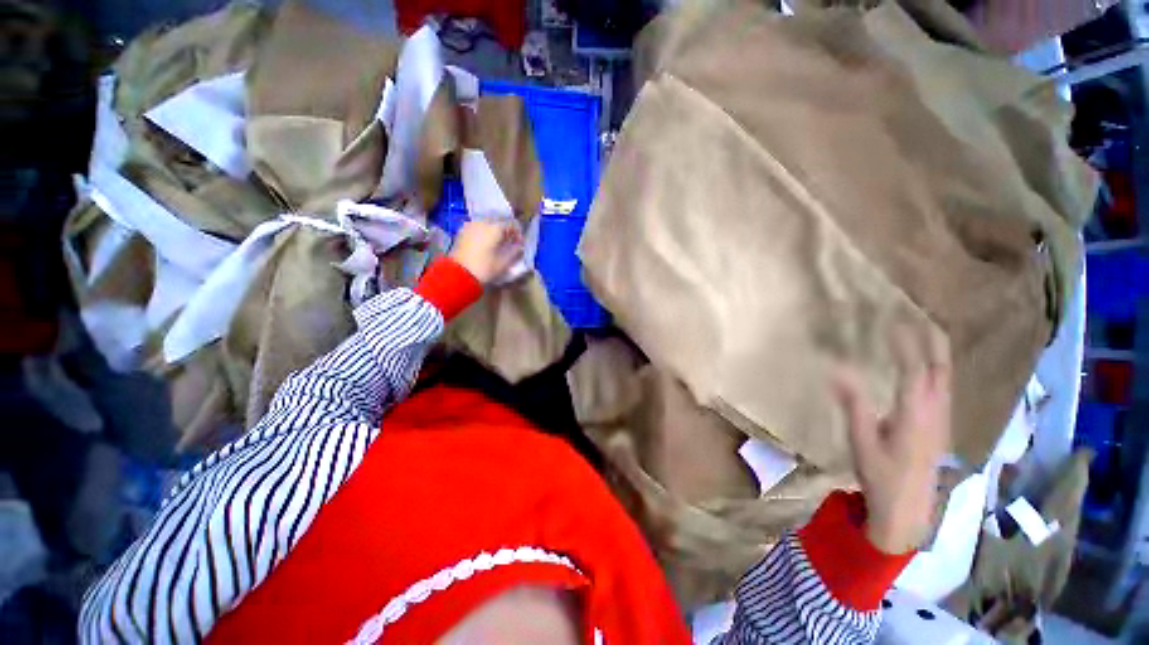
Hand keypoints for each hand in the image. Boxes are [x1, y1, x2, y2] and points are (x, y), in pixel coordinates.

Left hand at [450, 220, 523, 284]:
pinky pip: (476, 228)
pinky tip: (484, 243)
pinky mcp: (462, 232)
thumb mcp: (504, 262)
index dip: (517, 233)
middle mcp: (482, 222)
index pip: (510, 225)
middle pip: (498, 222)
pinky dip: (483, 233)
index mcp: (495, 228)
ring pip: (486, 224)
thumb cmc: (485, 268)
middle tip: (508, 242)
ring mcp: (470, 226)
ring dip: (493, 231)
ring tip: (496, 243)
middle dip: (504, 231)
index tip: (519, 243)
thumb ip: (514, 251)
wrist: (460, 274)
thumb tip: (519, 246)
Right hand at [834, 335, 951, 553]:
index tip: (893, 322)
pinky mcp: (941, 427)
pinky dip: (937, 369)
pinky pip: (943, 389)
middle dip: (933, 341)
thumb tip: (837, 370)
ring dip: (937, 353)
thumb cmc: (881, 476)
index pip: (914, 369)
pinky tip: (928, 367)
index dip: (906, 344)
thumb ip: (853, 404)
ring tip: (925, 333)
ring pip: (946, 378)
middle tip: (921, 317)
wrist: (909, 511)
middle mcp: (935, 412)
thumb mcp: (861, 441)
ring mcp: (942, 420)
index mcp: (915, 414)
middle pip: (941, 369)